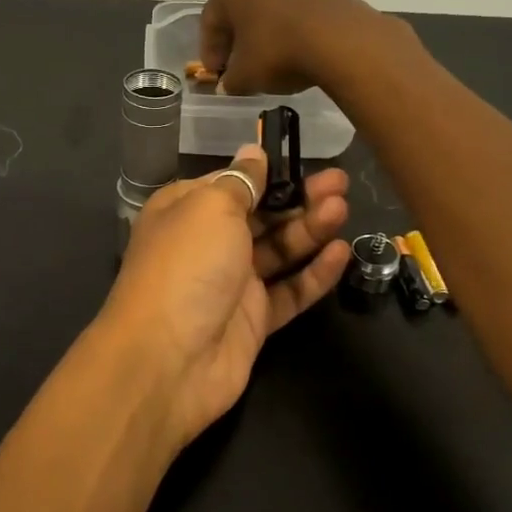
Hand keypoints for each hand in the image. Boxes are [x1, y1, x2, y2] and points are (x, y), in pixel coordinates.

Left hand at [101, 144, 350, 448]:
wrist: (168, 359)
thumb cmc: (187, 265)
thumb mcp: (210, 208)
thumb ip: (240, 182)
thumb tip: (253, 153)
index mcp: (185, 210)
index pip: (231, 183)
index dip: (266, 173)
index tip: (302, 160)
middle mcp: (207, 244)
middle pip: (260, 215)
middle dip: (298, 198)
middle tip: (340, 183)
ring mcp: (231, 284)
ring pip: (278, 251)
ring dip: (310, 229)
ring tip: (343, 208)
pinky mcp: (254, 320)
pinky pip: (289, 292)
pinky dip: (314, 274)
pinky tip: (342, 253)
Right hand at [199, 0, 390, 96]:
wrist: (341, 40)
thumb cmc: (278, 51)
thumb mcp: (244, 76)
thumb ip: (230, 81)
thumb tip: (230, 83)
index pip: (211, 21)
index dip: (210, 51)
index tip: (216, 75)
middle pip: (241, 9)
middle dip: (238, 39)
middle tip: (239, 67)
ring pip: (270, 7)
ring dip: (265, 32)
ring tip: (270, 61)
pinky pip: (297, 9)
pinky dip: (290, 28)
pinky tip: (296, 51)